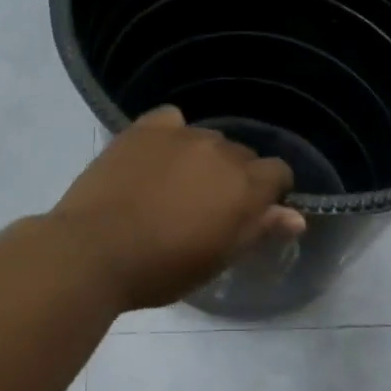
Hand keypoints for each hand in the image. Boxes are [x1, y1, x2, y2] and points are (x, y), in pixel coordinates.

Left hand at [51, 107, 306, 309]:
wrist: (94, 251)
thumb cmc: (162, 269)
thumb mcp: (218, 259)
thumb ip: (259, 230)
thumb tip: (296, 217)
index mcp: (245, 186)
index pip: (278, 173)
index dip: (269, 193)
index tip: (249, 214)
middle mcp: (221, 151)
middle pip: (242, 155)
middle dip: (234, 177)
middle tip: (206, 208)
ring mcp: (181, 135)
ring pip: (208, 139)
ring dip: (203, 158)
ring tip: (175, 186)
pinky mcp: (144, 129)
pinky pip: (171, 121)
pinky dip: (171, 136)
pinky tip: (157, 157)